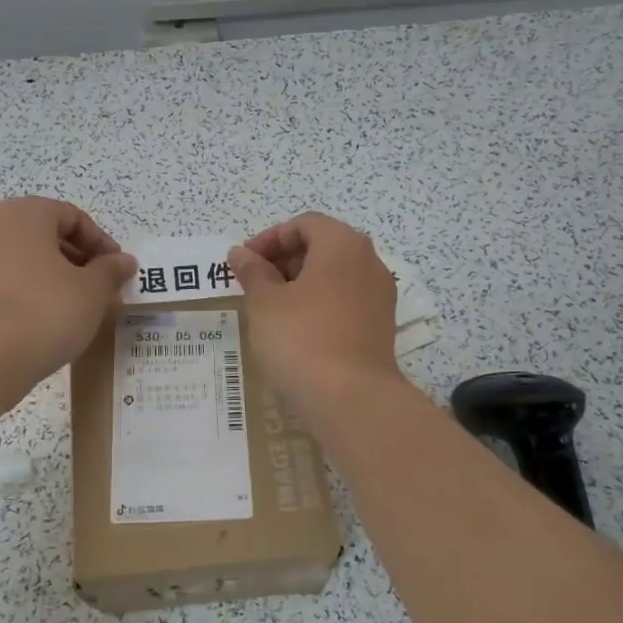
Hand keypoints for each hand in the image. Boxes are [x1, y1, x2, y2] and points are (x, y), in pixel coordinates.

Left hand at [0, 197, 135, 394]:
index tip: (117, 270)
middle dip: (77, 260)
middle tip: (100, 289)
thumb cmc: (46, 310)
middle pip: (46, 237)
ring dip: (55, 279)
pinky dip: (31, 296)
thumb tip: (123, 261)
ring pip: (26, 262)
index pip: (72, 216)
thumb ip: (111, 271)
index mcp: (26, 215)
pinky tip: (47, 323)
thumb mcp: (92, 291)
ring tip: (77, 309)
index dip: (100, 242)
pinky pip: (8, 285)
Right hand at [227, 213, 402, 419]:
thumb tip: (241, 253)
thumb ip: (252, 271)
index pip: (304, 224)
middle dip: (284, 260)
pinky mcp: (380, 326)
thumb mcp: (265, 302)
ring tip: (270, 309)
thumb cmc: (301, 338)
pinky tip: (296, 330)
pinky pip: (345, 302)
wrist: (351, 398)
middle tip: (253, 284)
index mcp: (343, 244)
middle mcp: (369, 262)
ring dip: (300, 284)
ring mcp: (379, 296)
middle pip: (322, 246)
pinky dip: (319, 305)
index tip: (244, 262)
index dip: (269, 238)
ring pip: (334, 276)